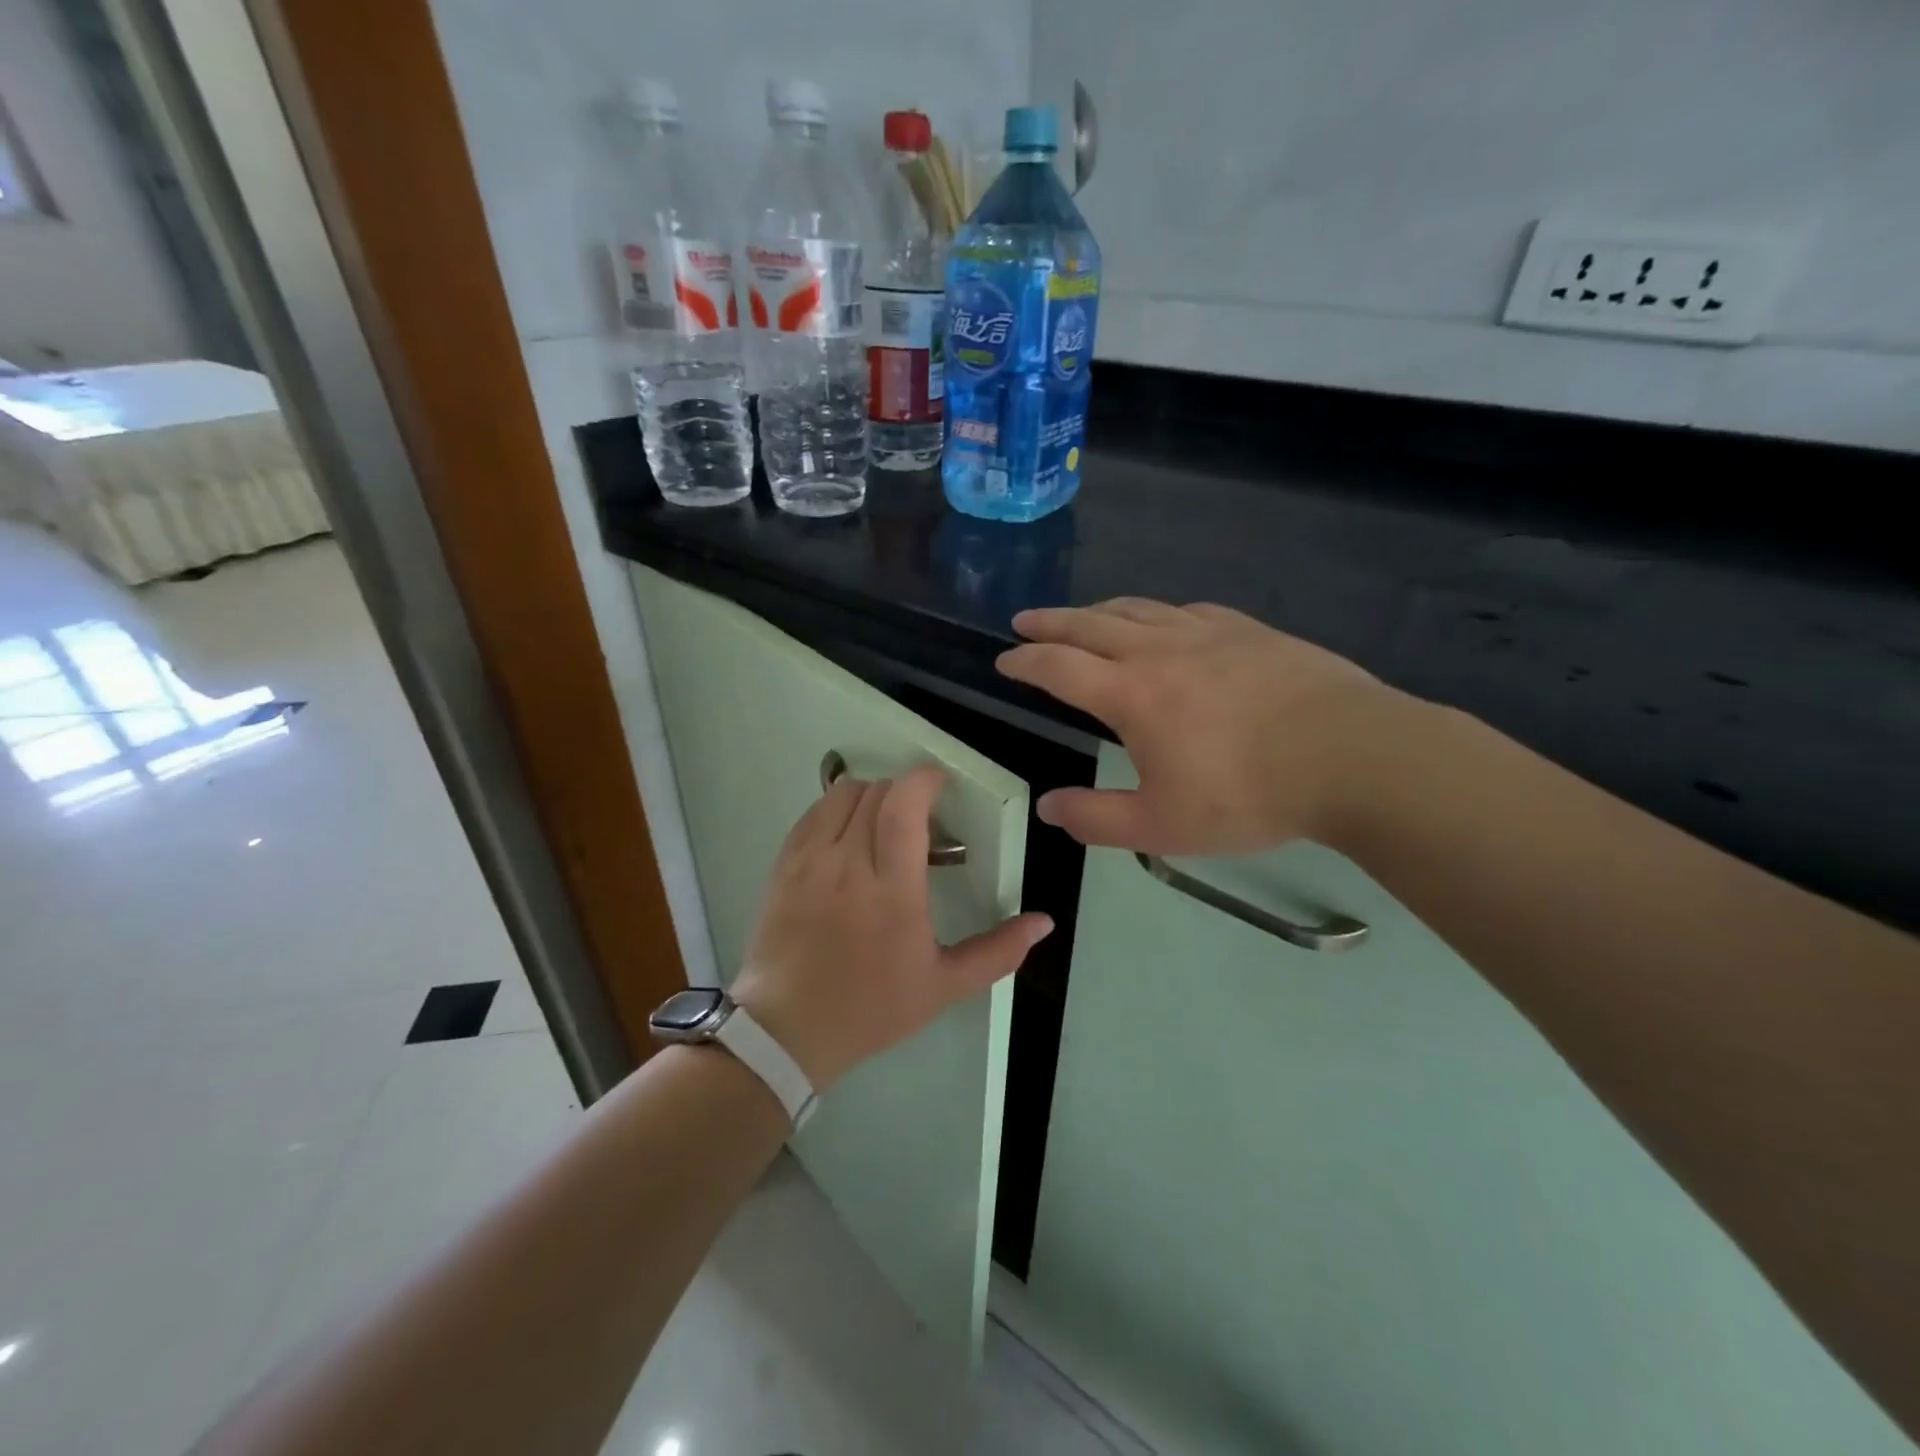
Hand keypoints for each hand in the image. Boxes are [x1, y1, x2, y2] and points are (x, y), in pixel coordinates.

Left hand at [731, 765, 1052, 1089]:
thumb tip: (1044, 922)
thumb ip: (998, 951)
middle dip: (905, 793)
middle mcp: (847, 864)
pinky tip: (848, 837)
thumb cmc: (872, 1008)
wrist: (789, 1030)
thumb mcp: (943, 986)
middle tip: (921, 821)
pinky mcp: (783, 865)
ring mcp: (809, 861)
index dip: (926, 780)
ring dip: (871, 796)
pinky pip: (813, 813)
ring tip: (884, 825)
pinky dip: (837, 809)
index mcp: (892, 891)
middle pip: (878, 792)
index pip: (904, 805)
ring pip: (842, 794)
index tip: (942, 785)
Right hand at [997, 598, 1408, 855]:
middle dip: (1051, 622)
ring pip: (1138, 609)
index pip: (1059, 667)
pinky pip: (1186, 610)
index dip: (1025, 662)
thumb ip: (1097, 819)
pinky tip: (1164, 621)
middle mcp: (1160, 651)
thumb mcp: (1162, 826)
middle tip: (1025, 620)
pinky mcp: (1249, 630)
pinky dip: (1156, 613)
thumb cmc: (1249, 795)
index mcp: (1131, 694)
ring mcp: (1208, 633)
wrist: (1353, 756)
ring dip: (1099, 610)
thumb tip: (1049, 808)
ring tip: (1082, 617)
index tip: (1004, 661)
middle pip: (1090, 624)